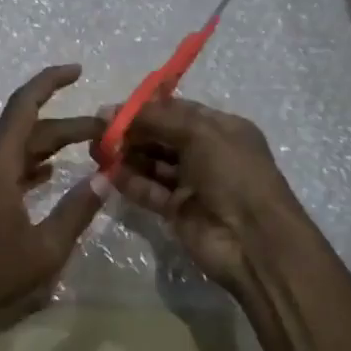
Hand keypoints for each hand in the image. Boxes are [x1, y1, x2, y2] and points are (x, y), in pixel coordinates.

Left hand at [0, 65, 106, 334]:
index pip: (25, 106)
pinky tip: (49, 175)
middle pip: (28, 131)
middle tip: (106, 134)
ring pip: (16, 151)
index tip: (78, 70)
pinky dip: (30, 167)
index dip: (51, 82)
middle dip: (68, 127)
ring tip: (87, 150)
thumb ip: (77, 210)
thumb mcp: (45, 248)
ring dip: (50, 148)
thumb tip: (105, 179)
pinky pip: (4, 170)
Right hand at [106, 97, 300, 290]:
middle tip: (97, 134)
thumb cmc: (233, 175)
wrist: (253, 240)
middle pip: (161, 136)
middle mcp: (207, 153)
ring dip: (127, 156)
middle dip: (131, 133)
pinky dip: (130, 182)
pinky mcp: (177, 210)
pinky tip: (108, 175)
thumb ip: (157, 119)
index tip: (110, 112)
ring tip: (97, 152)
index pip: (177, 111)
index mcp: (221, 129)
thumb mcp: (200, 134)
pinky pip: (149, 191)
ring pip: (152, 163)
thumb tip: (112, 111)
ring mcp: (192, 184)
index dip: (144, 110)